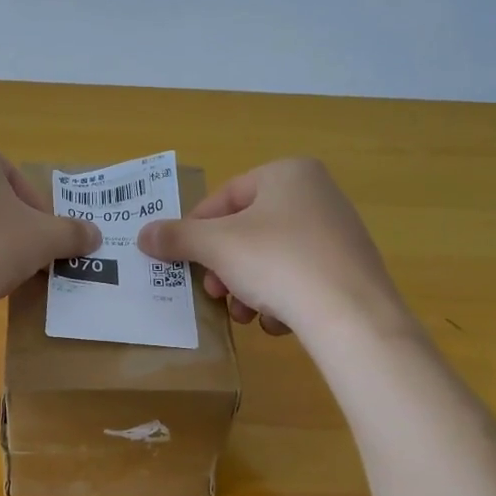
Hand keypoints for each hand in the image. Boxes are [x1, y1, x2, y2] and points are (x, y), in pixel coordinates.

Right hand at [137, 158, 406, 337]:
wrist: (352, 315)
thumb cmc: (278, 263)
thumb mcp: (217, 247)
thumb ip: (177, 238)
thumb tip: (143, 234)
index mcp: (287, 174)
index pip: (224, 198)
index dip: (195, 231)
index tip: (182, 262)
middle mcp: (317, 194)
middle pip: (246, 231)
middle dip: (223, 268)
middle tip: (214, 294)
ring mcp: (337, 232)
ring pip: (269, 259)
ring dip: (247, 289)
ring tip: (245, 315)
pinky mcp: (348, 269)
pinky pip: (298, 279)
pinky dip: (280, 299)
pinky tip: (279, 321)